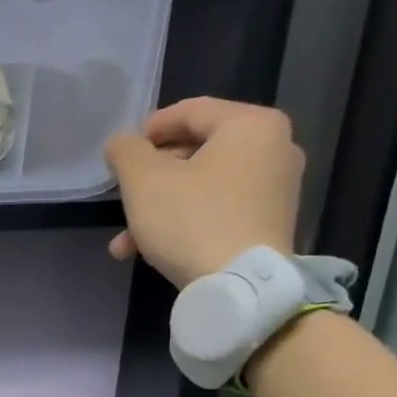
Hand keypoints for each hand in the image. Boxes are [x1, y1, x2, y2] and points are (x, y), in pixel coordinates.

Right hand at [104, 98, 304, 289]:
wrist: (240, 285)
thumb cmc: (191, 220)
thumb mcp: (144, 182)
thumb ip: (126, 152)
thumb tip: (121, 142)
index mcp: (251, 125)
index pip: (191, 111)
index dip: (148, 129)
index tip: (120, 155)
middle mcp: (274, 147)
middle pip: (197, 151)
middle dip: (150, 178)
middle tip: (121, 198)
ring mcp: (276, 187)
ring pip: (202, 186)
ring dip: (159, 208)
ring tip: (125, 240)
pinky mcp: (270, 222)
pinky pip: (218, 209)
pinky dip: (184, 222)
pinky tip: (152, 251)